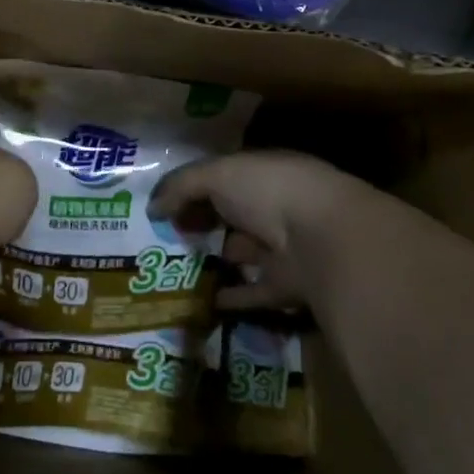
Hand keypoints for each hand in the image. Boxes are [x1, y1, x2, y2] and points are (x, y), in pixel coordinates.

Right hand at [148, 150, 373, 311]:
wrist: (322, 239)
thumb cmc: (268, 191)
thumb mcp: (217, 174)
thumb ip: (182, 186)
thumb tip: (152, 206)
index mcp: (264, 173)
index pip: (224, 177)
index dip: (193, 189)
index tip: (162, 207)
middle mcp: (276, 207)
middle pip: (232, 214)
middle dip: (203, 222)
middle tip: (164, 237)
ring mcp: (284, 248)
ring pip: (242, 252)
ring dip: (216, 258)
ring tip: (175, 269)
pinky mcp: (288, 286)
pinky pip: (253, 292)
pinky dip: (231, 296)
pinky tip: (202, 300)